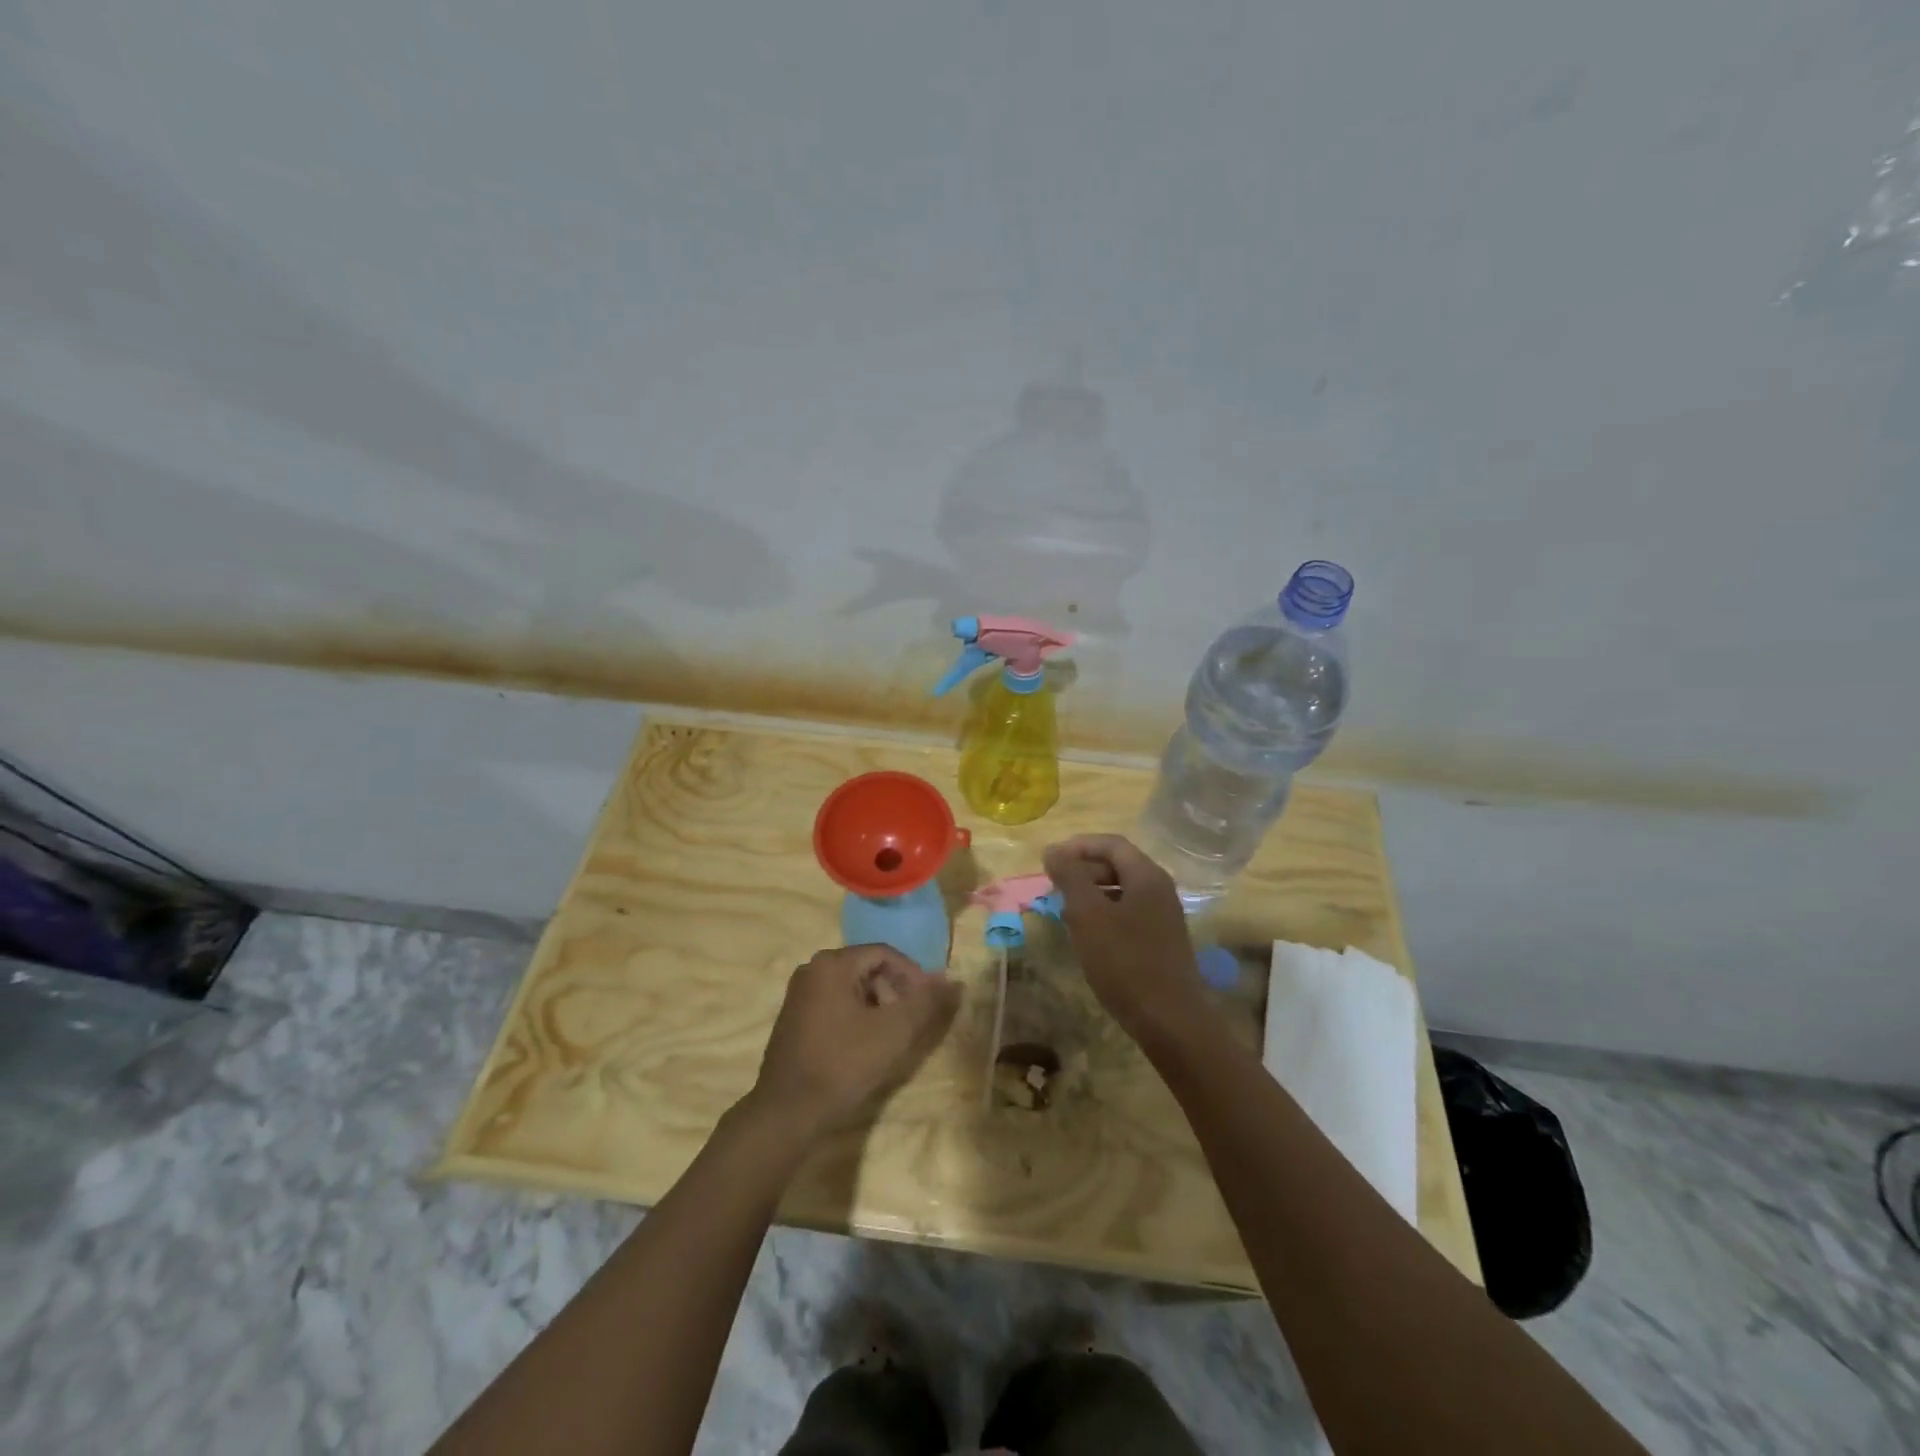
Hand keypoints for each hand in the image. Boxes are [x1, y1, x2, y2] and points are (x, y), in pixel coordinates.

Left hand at [748, 945, 959, 1138]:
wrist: (787, 1112)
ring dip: (878, 1005)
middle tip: (911, 1022)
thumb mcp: (893, 1032)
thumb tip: (953, 981)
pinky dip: (857, 1016)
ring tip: (891, 1036)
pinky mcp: (794, 1018)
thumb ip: (925, 1002)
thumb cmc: (842, 1064)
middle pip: (867, 968)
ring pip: (852, 987)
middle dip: (895, 991)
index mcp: (832, 963)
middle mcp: (812, 969)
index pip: (885, 953)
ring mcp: (800, 993)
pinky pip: (835, 1003)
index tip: (928, 1003)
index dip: (912, 975)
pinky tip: (865, 1045)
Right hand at [1043, 835, 1210, 1042]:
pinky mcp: (1161, 940)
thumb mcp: (1088, 916)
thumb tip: (1054, 850)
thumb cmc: (1125, 962)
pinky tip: (1086, 935)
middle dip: (1082, 869)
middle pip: (1117, 864)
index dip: (1078, 846)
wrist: (1170, 1021)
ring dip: (1090, 893)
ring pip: (1121, 890)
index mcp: (1147, 876)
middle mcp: (1160, 889)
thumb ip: (1070, 878)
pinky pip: (1127, 913)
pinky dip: (1103, 913)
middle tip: (1052, 885)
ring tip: (1063, 909)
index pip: (1111, 843)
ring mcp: (1163, 916)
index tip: (1049, 860)